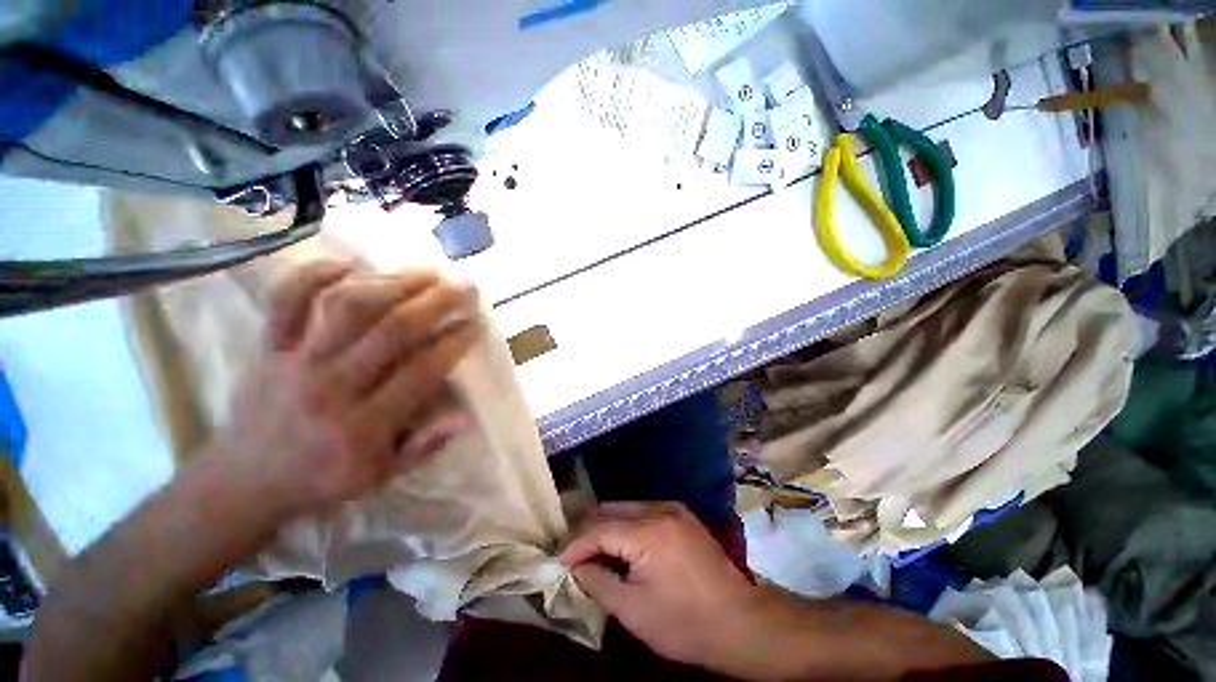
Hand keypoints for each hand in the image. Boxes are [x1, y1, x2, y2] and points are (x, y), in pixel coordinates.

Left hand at [216, 260, 480, 517]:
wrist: (244, 480)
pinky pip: (286, 301)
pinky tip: (350, 263)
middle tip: (464, 286)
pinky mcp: (268, 347)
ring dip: (393, 283)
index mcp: (362, 427)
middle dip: (436, 303)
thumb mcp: (381, 476)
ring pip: (347, 307)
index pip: (421, 372)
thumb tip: (466, 415)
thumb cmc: (323, 478)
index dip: (454, 343)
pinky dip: (314, 275)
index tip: (476, 324)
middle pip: (391, 331)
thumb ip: (425, 445)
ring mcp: (294, 362)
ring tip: (426, 271)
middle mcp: (330, 387)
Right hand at [559, 502, 760, 667]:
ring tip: (591, 548)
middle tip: (572, 553)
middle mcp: (659, 509)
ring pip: (626, 507)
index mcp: (648, 532)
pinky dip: (626, 523)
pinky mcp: (682, 514)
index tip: (559, 561)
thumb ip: (599, 582)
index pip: (599, 529)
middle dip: (588, 530)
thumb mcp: (634, 611)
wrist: (741, 622)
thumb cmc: (685, 623)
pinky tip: (620, 542)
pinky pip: (643, 510)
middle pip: (611, 510)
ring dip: (606, 525)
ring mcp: (673, 508)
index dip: (575, 545)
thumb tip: (577, 566)